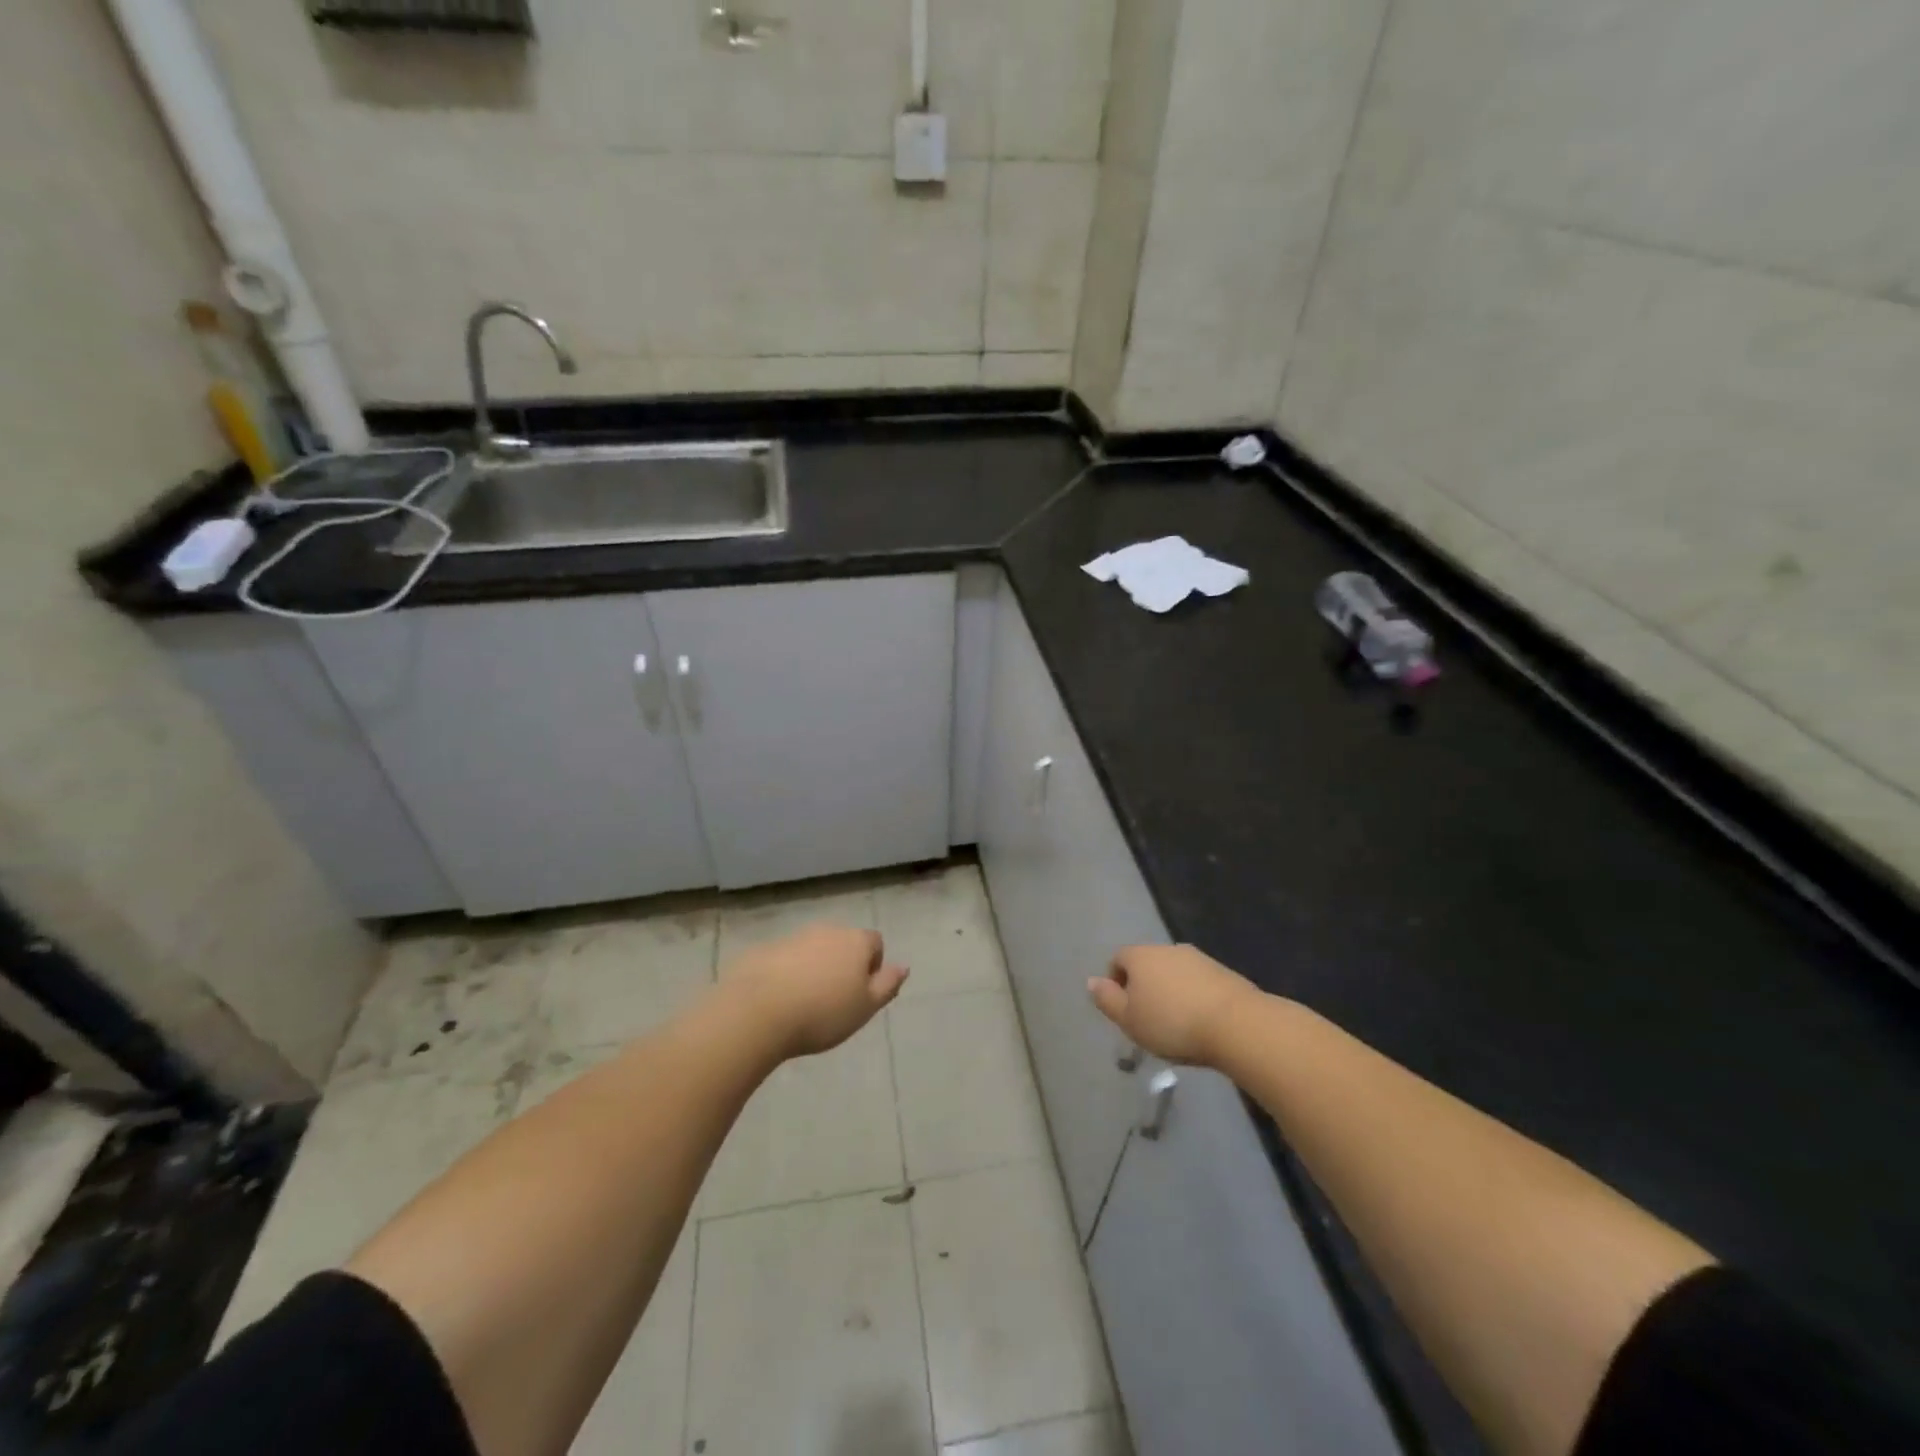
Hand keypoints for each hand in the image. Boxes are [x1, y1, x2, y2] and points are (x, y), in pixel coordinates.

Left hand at [723, 923, 907, 1058]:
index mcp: (855, 941)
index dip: (873, 965)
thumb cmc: (822, 1012)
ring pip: (813, 950)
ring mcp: (794, 937)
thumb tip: (903, 966)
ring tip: (805, 1003)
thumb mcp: (865, 1007)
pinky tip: (779, 1001)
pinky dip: (787, 973)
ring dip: (814, 968)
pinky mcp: (765, 950)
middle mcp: (827, 930)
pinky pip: (785, 959)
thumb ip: (887, 985)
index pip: (875, 942)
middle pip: (843, 943)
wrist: (758, 1011)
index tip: (861, 993)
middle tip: (835, 1000)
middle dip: (842, 965)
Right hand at [1088, 944, 1257, 1066]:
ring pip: (1174, 973)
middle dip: (1145, 987)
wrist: (1236, 1024)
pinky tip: (1201, 1022)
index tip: (1124, 1010)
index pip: (1118, 959)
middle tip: (1149, 1019)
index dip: (1116, 982)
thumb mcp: (1130, 1020)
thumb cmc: (1172, 1023)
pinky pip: (1198, 982)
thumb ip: (1108, 1000)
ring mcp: (1198, 958)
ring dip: (1171, 992)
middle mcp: (1167, 949)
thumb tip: (1091, 981)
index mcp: (1140, 956)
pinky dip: (1194, 997)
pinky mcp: (1224, 972)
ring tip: (1177, 1024)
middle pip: (1147, 964)